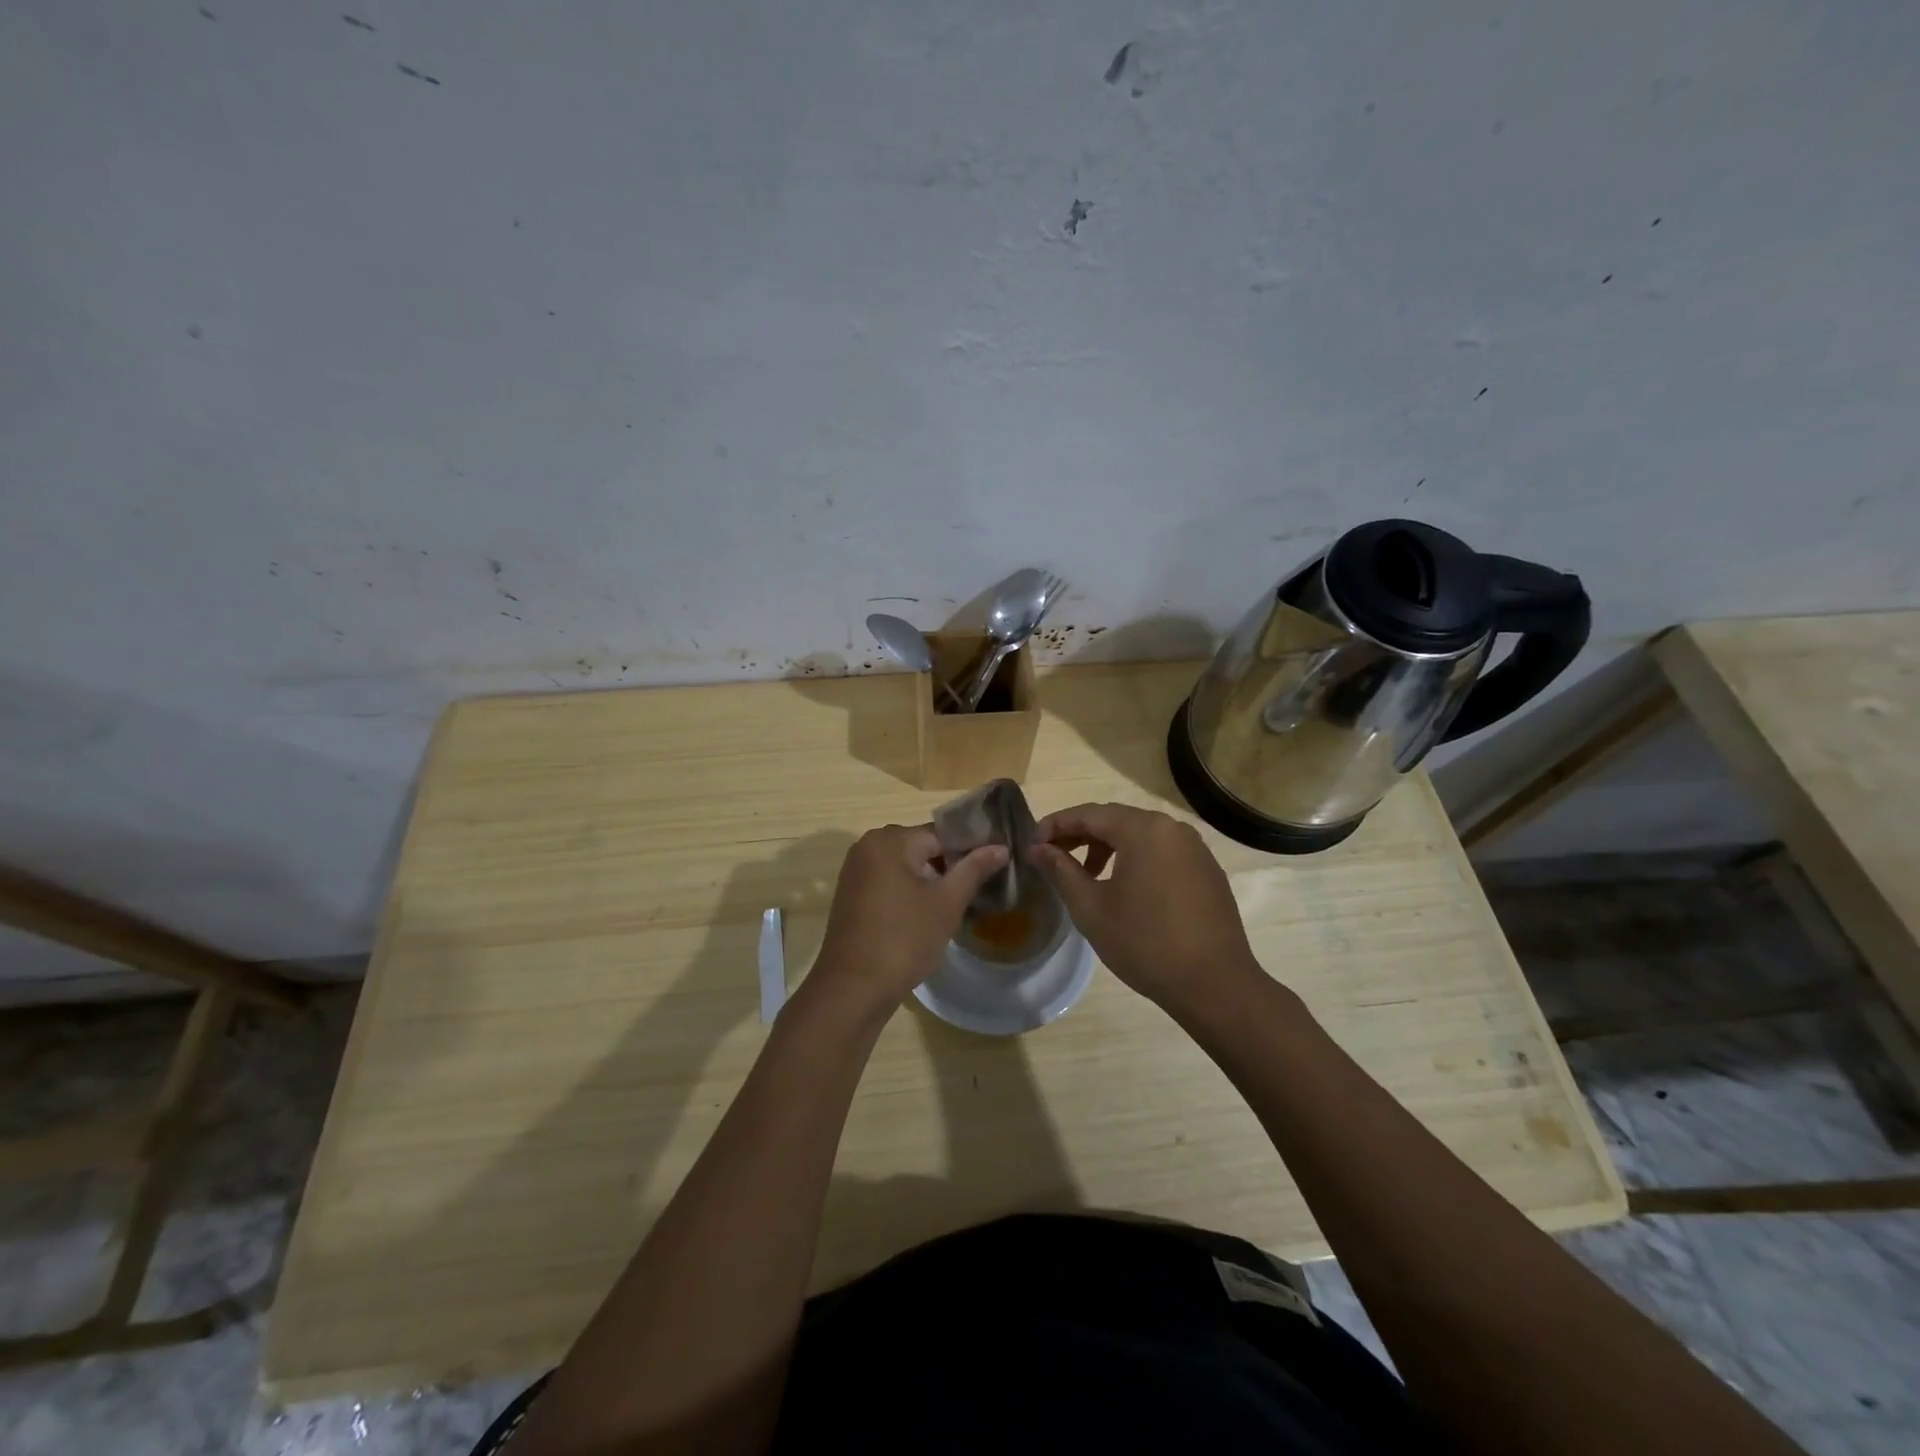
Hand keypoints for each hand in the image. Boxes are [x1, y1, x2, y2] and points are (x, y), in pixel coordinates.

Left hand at [806, 825, 1007, 1022]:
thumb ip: (974, 869)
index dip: (970, 850)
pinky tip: (926, 916)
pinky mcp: (851, 894)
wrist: (853, 989)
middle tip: (975, 891)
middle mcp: (867, 846)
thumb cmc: (904, 939)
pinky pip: (888, 881)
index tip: (992, 869)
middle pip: (922, 847)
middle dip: (949, 866)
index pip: (941, 833)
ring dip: (929, 881)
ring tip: (955, 905)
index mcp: (889, 840)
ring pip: (905, 866)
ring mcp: (856, 871)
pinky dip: (908, 892)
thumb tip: (1001, 847)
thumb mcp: (946, 903)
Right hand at [1030, 802, 1264, 1015]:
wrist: (1215, 984)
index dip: (1055, 825)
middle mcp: (1172, 828)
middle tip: (1053, 857)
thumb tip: (1037, 848)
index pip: (1089, 813)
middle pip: (1116, 820)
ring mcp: (1195, 848)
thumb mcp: (1091, 907)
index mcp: (1143, 829)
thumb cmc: (1145, 943)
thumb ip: (1061, 870)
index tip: (1032, 844)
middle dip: (1080, 835)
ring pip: (1141, 836)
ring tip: (1087, 877)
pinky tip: (1126, 890)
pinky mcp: (1207, 870)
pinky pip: (1163, 853)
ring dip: (1108, 848)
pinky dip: (1136, 860)